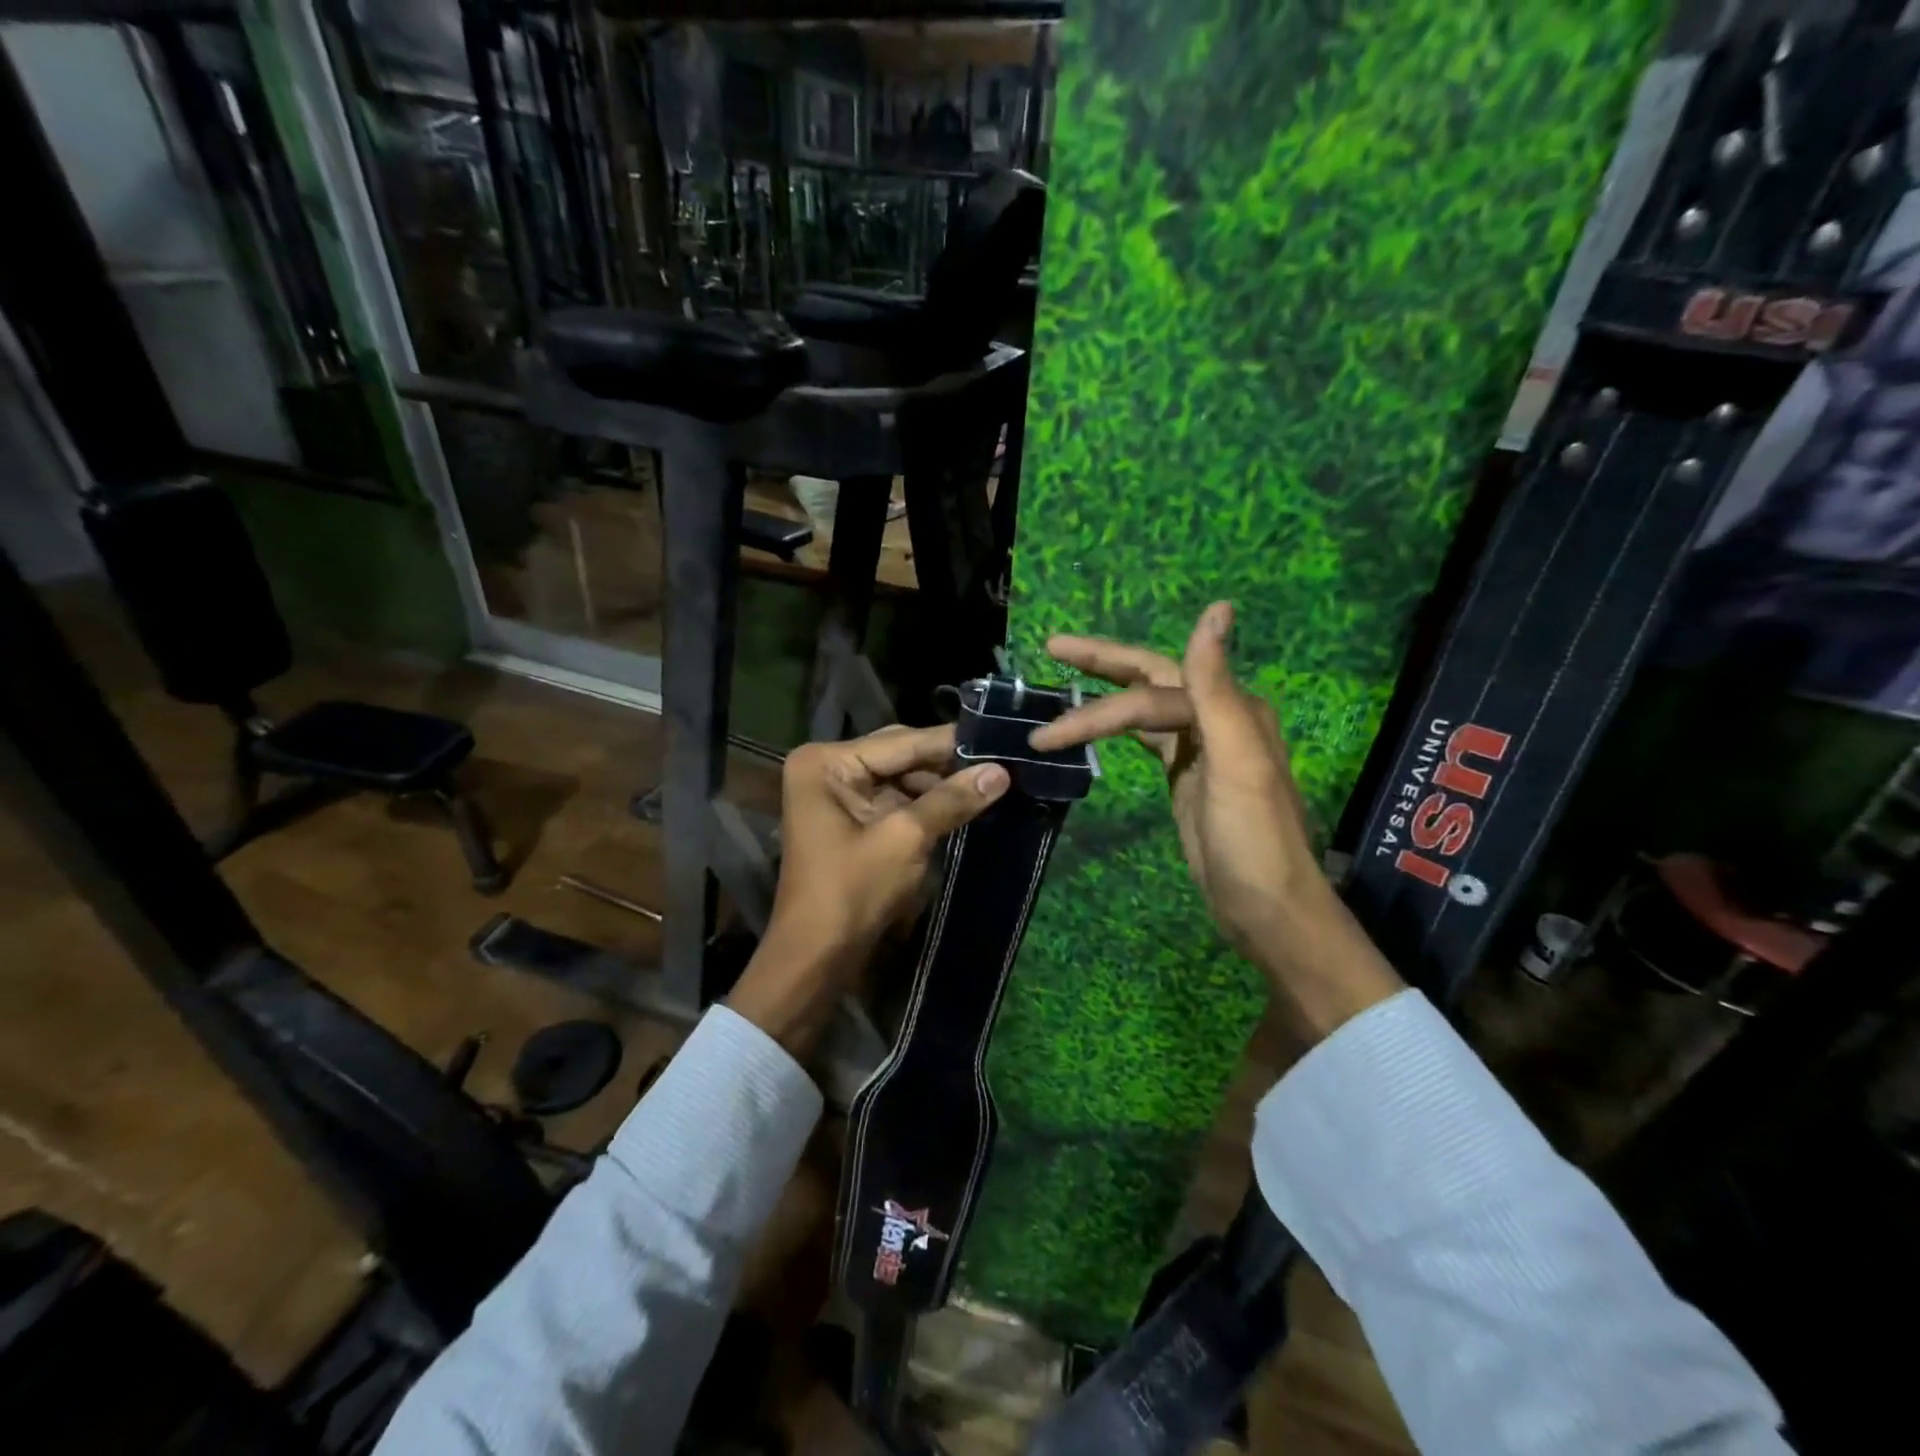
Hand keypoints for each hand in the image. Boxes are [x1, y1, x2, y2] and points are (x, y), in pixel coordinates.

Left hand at [727, 725, 1010, 1056]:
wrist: (817, 956)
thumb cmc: (852, 891)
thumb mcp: (906, 839)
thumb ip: (952, 799)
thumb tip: (1002, 771)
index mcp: (827, 762)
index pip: (901, 742)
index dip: (951, 742)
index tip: (998, 737)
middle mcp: (828, 767)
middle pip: (900, 754)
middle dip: (946, 763)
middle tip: (1000, 760)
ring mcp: (838, 793)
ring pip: (901, 777)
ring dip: (940, 784)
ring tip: (991, 782)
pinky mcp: (851, 818)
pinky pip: (896, 799)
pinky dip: (927, 803)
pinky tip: (964, 803)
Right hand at [1030, 603, 1402, 1039]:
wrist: (1267, 908)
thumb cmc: (1251, 840)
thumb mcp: (1237, 760)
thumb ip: (1217, 686)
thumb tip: (1217, 608)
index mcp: (1230, 708)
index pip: (1149, 694)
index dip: (1098, 707)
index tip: (1046, 731)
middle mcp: (1218, 717)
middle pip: (1149, 678)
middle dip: (1101, 662)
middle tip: (1052, 647)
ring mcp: (1202, 748)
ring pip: (1145, 708)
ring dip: (1104, 699)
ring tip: (1062, 690)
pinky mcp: (1187, 775)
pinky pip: (1148, 738)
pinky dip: (1120, 729)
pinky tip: (1100, 727)